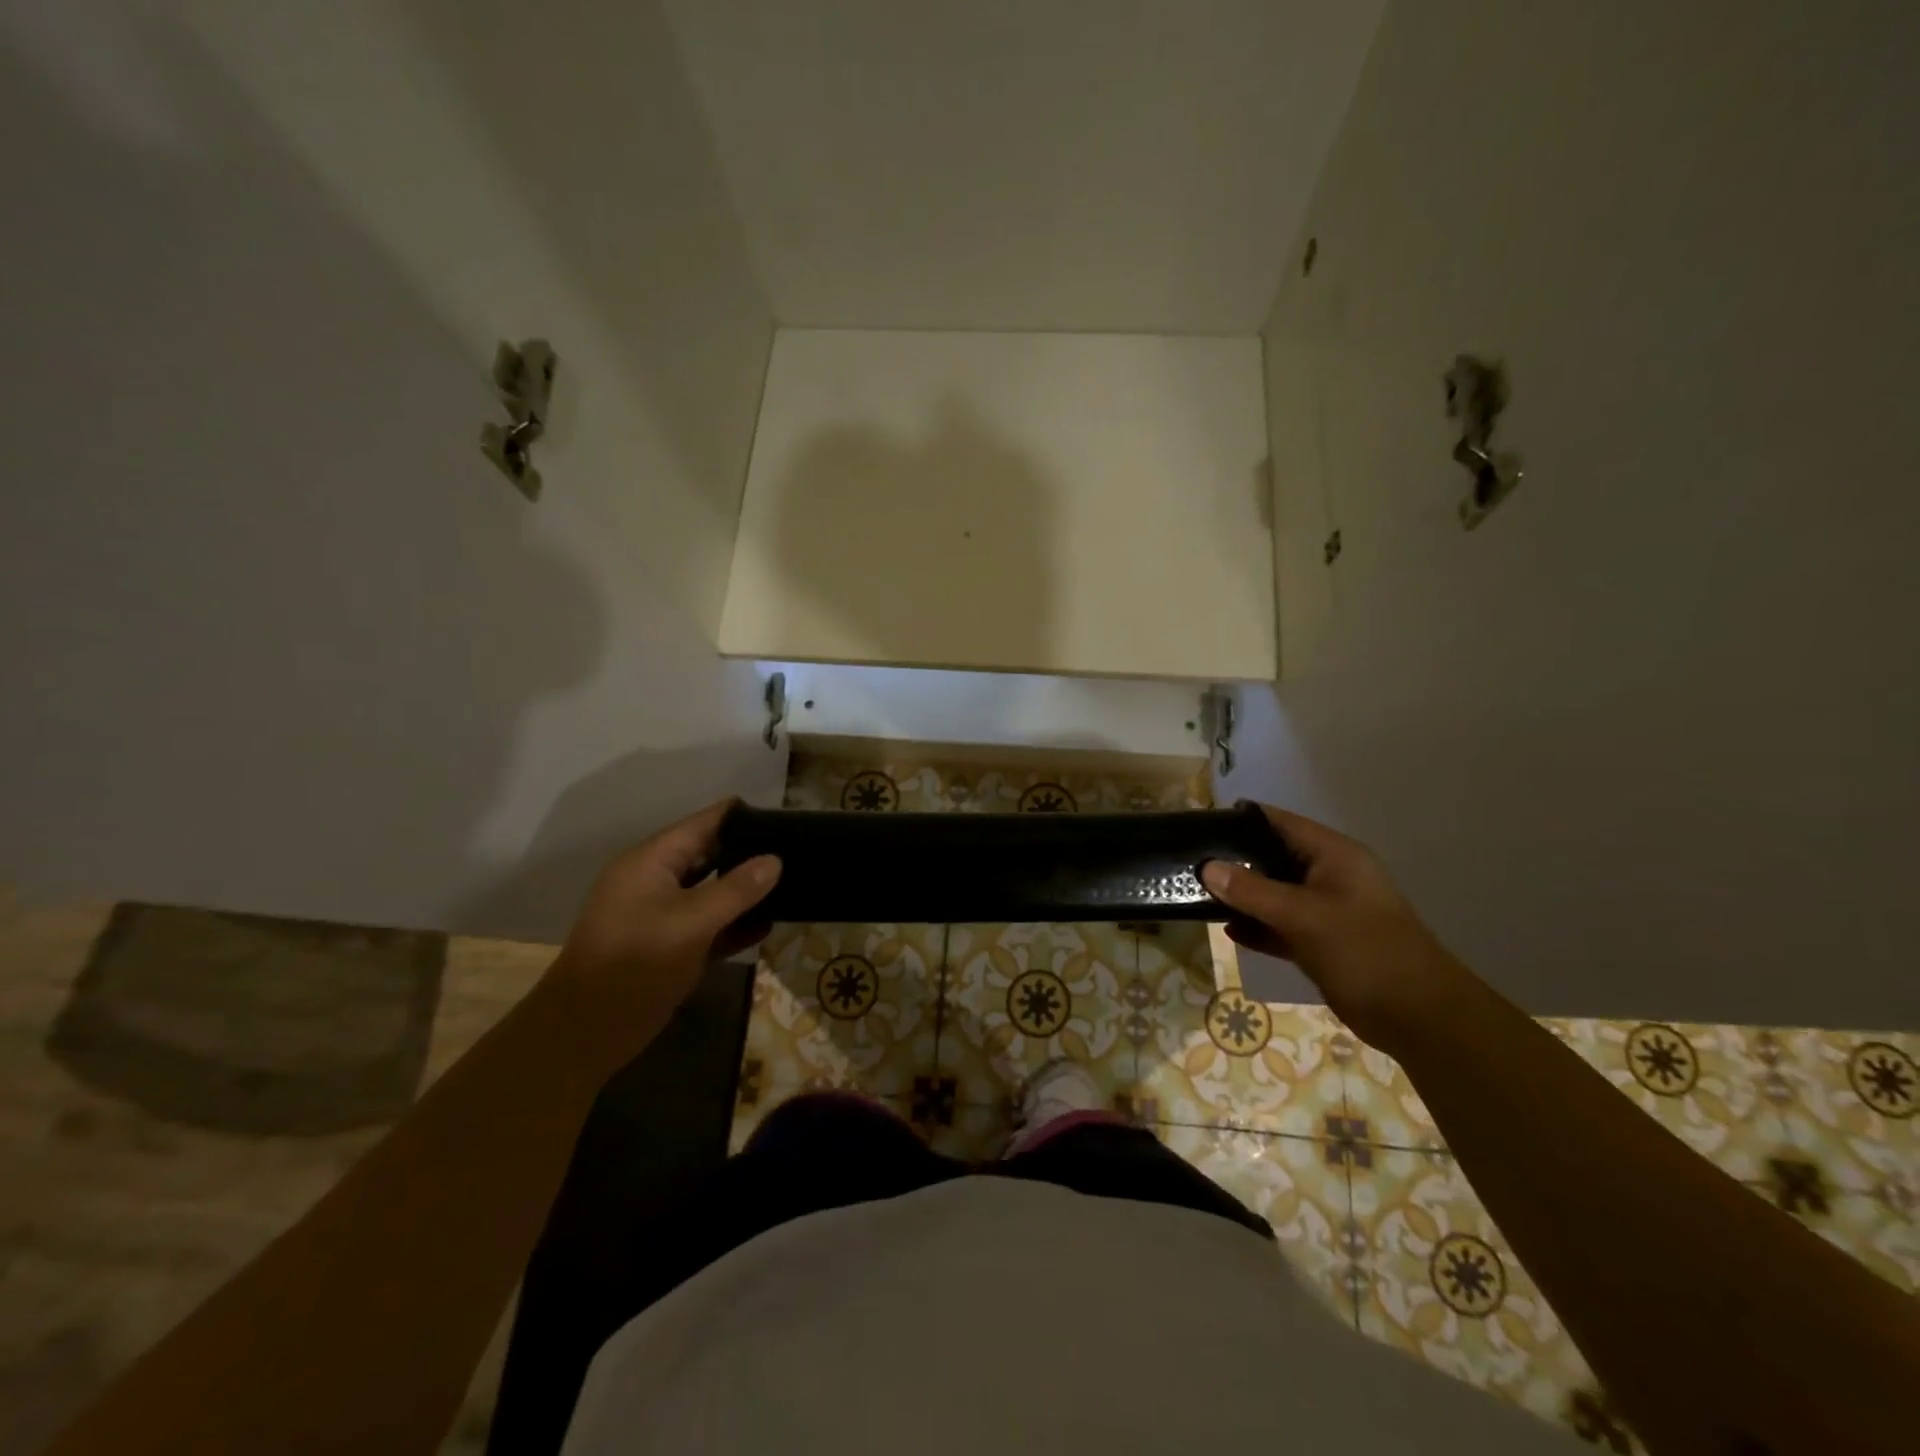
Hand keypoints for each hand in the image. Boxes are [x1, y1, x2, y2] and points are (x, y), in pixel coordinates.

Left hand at [546, 800, 780, 1036]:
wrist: (588, 1030)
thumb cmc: (636, 961)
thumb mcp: (692, 922)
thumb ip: (737, 890)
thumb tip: (775, 860)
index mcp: (652, 862)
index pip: (703, 824)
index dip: (741, 816)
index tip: (782, 815)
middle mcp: (657, 881)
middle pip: (710, 855)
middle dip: (748, 852)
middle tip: (796, 849)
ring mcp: (663, 915)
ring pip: (712, 892)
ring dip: (745, 891)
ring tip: (792, 882)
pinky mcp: (671, 947)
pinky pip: (710, 926)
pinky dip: (735, 924)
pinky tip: (769, 924)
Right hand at [1201, 805, 1471, 1053]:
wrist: (1418, 1017)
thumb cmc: (1364, 950)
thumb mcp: (1303, 916)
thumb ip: (1252, 892)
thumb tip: (1207, 867)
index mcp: (1333, 855)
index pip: (1279, 822)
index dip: (1241, 820)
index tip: (1200, 825)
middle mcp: (1329, 875)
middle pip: (1273, 857)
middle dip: (1235, 861)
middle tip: (1192, 864)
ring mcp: (1326, 909)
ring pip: (1274, 894)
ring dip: (1243, 897)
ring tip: (1199, 895)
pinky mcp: (1322, 941)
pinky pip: (1281, 925)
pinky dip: (1258, 926)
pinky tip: (1229, 930)